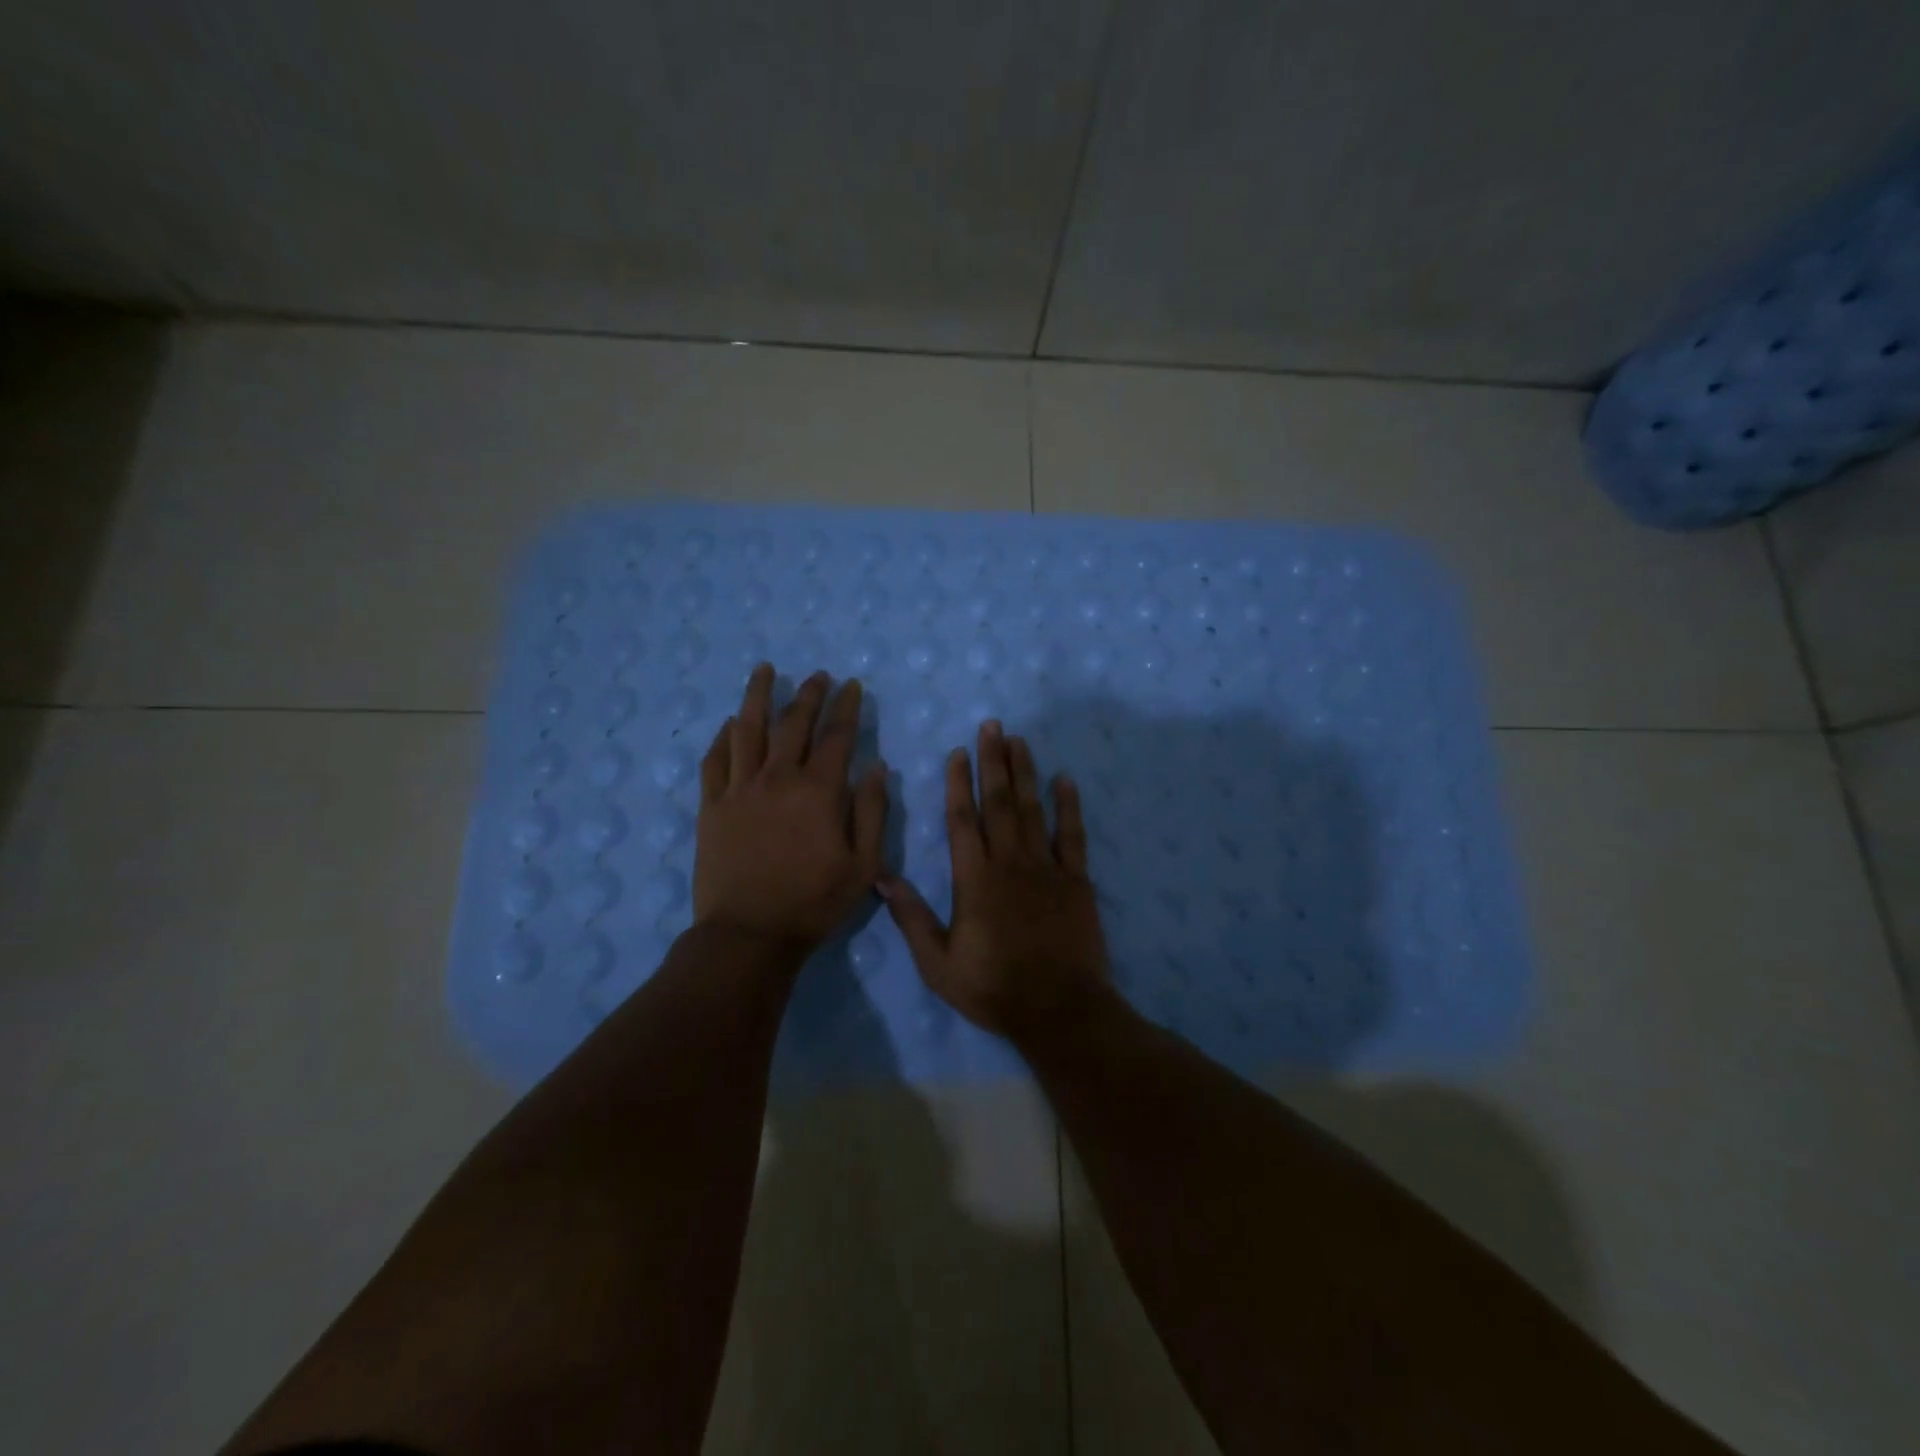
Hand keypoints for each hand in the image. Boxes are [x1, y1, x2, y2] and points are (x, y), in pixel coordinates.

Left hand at [695, 664, 888, 955]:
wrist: (749, 935)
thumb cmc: (813, 903)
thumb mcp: (864, 866)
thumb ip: (872, 812)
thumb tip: (876, 767)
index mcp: (818, 791)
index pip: (837, 736)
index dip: (847, 707)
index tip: (852, 685)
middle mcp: (777, 778)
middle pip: (793, 723)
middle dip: (809, 694)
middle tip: (817, 675)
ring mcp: (739, 789)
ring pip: (748, 729)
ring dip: (758, 696)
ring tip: (765, 670)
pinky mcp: (712, 807)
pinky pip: (714, 761)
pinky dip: (723, 738)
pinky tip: (729, 724)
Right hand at [880, 720, 1110, 1040]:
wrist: (1059, 1009)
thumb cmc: (994, 987)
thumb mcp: (939, 963)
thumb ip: (912, 918)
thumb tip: (882, 878)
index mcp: (974, 880)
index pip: (962, 821)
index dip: (958, 784)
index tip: (957, 752)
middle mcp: (1009, 863)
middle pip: (998, 803)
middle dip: (993, 762)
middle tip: (992, 727)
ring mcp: (1046, 868)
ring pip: (1032, 810)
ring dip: (1025, 773)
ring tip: (1019, 740)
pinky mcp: (1076, 880)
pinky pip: (1072, 835)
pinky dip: (1069, 806)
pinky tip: (1065, 781)